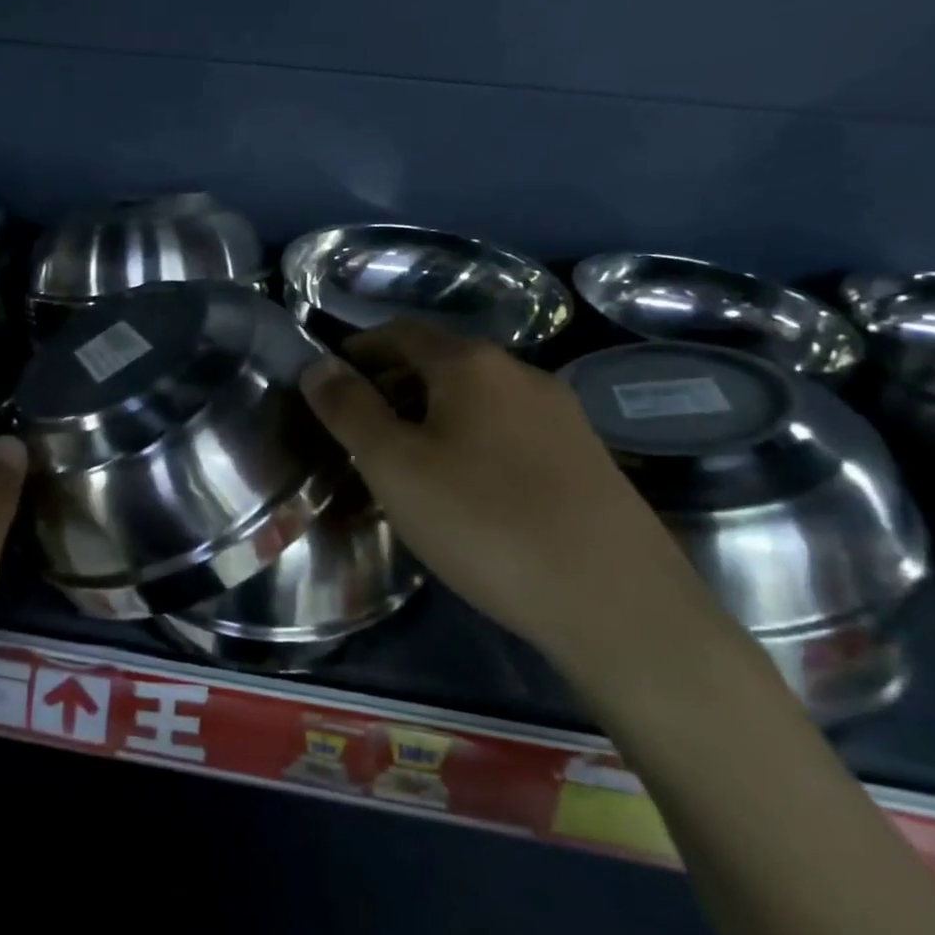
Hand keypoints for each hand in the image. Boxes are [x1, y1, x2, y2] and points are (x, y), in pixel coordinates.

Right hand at [300, 319, 731, 683]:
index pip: (401, 332)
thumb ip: (349, 410)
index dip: (359, 348)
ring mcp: (562, 415)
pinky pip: (509, 430)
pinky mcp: (587, 457)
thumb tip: (317, 364)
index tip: (329, 379)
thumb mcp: (395, 466)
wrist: (617, 602)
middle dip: (392, 383)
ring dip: (432, 413)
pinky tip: (466, 487)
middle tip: (357, 426)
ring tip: (405, 460)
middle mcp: (522, 373)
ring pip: (478, 398)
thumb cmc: (484, 522)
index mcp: (471, 364)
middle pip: (441, 361)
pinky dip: (471, 439)